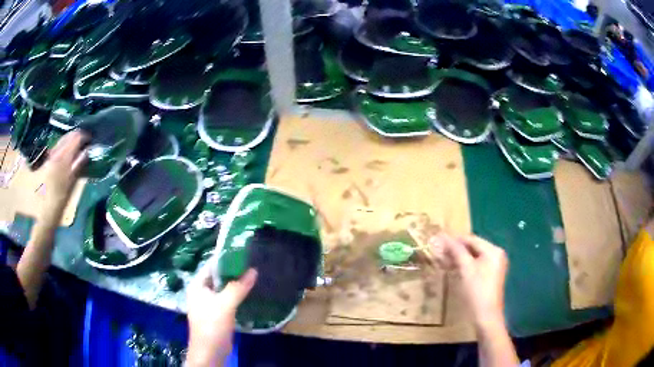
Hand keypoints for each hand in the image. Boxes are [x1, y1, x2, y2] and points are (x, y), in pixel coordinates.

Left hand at [40, 131, 87, 219]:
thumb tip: (86, 152)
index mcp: (64, 157)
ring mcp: (50, 156)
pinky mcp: (47, 161)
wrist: (44, 212)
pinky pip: (57, 147)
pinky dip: (63, 146)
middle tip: (85, 142)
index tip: (91, 140)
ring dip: (70, 141)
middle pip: (68, 136)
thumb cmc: (59, 201)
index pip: (76, 138)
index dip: (85, 137)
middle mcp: (56, 152)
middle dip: (77, 137)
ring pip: (62, 140)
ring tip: (77, 146)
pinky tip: (66, 152)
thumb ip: (78, 166)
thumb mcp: (71, 185)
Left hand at [186, 262, 256, 366]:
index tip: (243, 253)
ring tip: (253, 275)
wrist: (210, 352)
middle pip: (218, 277)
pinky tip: (249, 293)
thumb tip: (254, 270)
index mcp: (197, 285)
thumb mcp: (225, 305)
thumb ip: (238, 287)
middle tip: (252, 263)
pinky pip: (227, 299)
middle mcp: (202, 292)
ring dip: (236, 284)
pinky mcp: (217, 314)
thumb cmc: (212, 325)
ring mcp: (209, 303)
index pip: (211, 266)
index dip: (225, 259)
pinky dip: (237, 295)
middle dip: (233, 271)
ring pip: (223, 289)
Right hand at [429, 234, 507, 328]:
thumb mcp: (466, 269)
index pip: (471, 239)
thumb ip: (456, 251)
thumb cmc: (476, 291)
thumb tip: (442, 236)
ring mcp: (495, 265)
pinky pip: (477, 264)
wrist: (486, 316)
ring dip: (459, 258)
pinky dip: (465, 265)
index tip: (438, 242)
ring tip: (444, 261)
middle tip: (439, 253)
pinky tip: (454, 269)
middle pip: (473, 247)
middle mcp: (496, 255)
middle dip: (456, 250)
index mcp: (493, 250)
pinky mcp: (491, 275)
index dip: (454, 240)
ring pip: (474, 256)